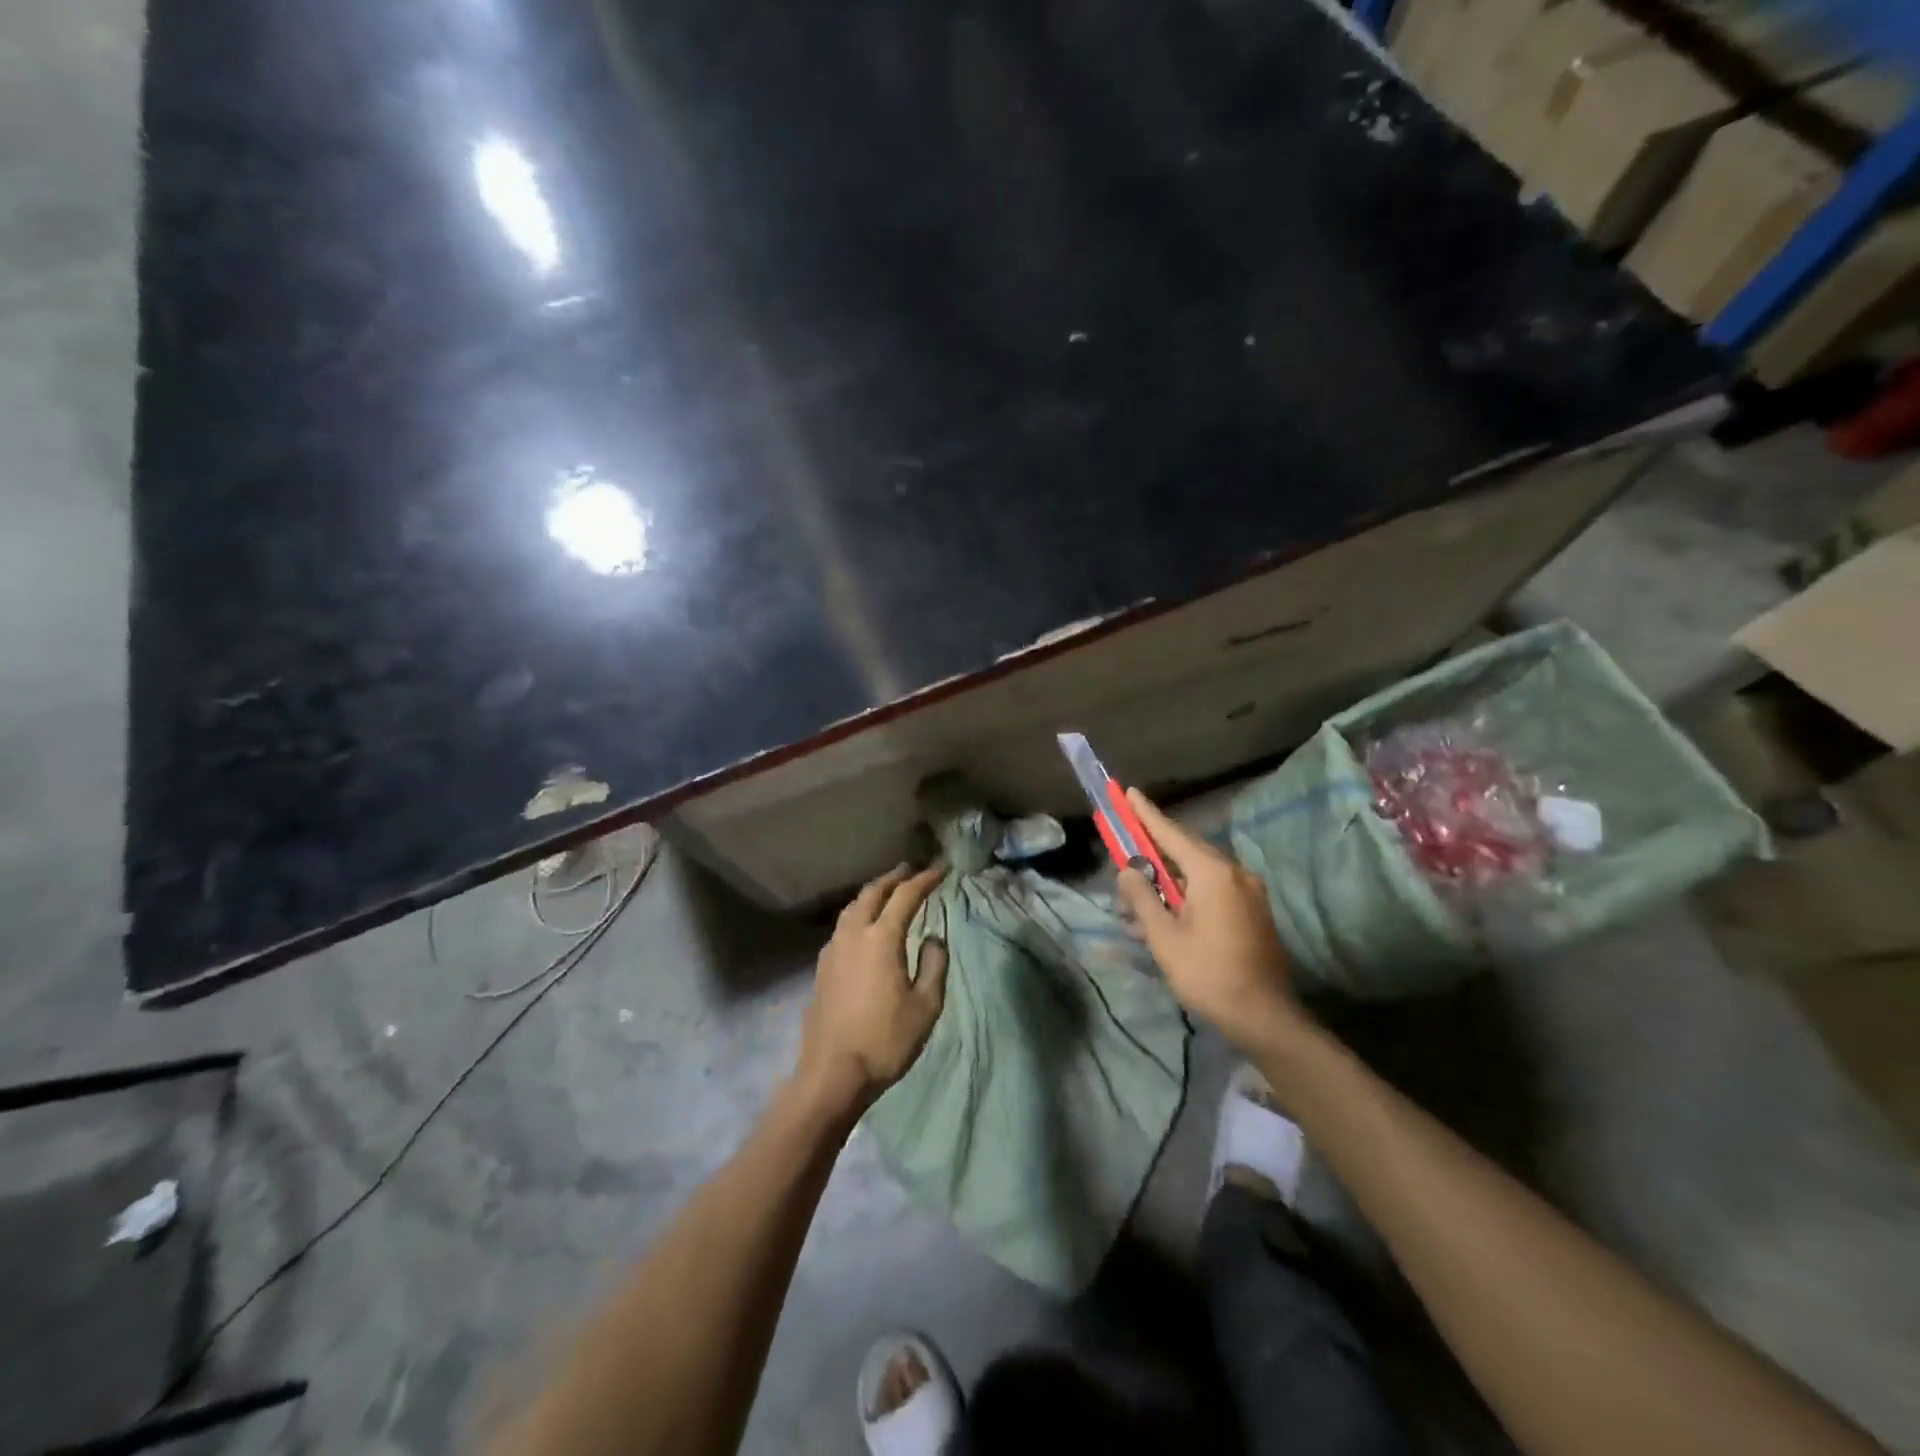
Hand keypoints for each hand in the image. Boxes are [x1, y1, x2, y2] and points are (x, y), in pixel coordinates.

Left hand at [793, 863, 949, 1114]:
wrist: (832, 1073)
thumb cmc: (886, 1040)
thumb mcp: (926, 1005)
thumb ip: (934, 964)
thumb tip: (933, 938)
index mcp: (881, 938)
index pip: (906, 896)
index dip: (925, 879)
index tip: (942, 868)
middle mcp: (853, 934)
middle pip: (873, 893)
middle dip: (894, 878)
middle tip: (911, 870)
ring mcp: (832, 950)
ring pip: (852, 908)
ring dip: (872, 894)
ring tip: (887, 891)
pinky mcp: (821, 968)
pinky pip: (842, 927)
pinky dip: (858, 914)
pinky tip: (864, 927)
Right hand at [1115, 789, 1302, 1057]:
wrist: (1264, 1017)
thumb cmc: (1208, 974)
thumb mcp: (1163, 937)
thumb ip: (1142, 897)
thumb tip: (1128, 870)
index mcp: (1212, 873)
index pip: (1170, 833)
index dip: (1146, 813)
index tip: (1128, 792)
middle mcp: (1234, 873)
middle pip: (1183, 853)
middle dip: (1150, 859)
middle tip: (1123, 866)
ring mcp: (1248, 892)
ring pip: (1196, 876)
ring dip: (1165, 887)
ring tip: (1136, 912)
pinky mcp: (1252, 912)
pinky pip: (1211, 892)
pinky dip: (1185, 898)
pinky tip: (1164, 921)